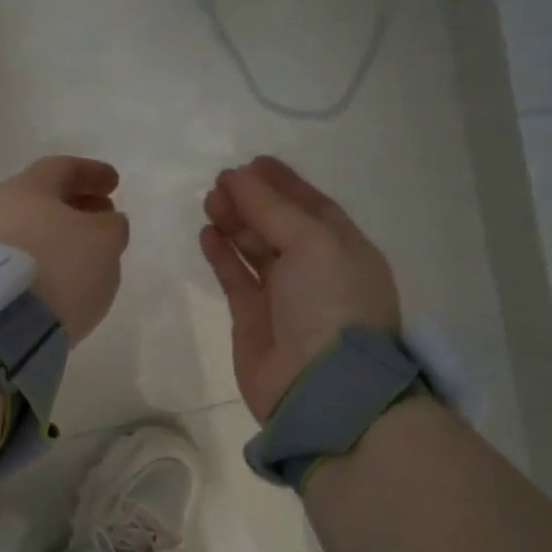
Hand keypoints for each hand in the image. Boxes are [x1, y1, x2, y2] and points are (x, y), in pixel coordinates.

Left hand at [0, 156, 129, 343]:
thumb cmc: (59, 268)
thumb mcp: (104, 241)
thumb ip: (112, 225)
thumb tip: (105, 222)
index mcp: (27, 187)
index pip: (63, 168)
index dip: (92, 173)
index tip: (114, 183)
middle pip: (43, 198)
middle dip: (76, 204)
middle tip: (103, 215)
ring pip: (30, 229)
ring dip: (59, 234)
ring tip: (85, 251)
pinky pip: (20, 257)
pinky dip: (43, 257)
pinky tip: (60, 274)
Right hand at [200, 156, 400, 421]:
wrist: (322, 388)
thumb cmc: (330, 303)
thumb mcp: (312, 242)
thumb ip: (271, 207)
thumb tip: (236, 177)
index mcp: (344, 249)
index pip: (311, 206)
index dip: (283, 183)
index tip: (252, 162)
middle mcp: (316, 270)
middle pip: (279, 224)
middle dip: (252, 201)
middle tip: (221, 183)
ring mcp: (284, 296)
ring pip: (255, 249)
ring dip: (234, 223)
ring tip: (210, 202)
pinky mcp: (253, 319)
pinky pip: (236, 278)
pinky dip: (222, 255)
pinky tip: (207, 234)